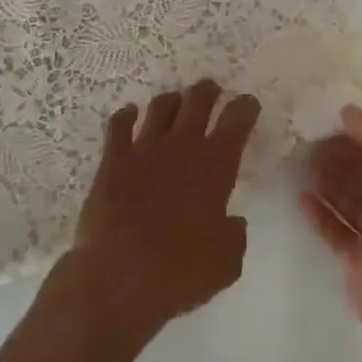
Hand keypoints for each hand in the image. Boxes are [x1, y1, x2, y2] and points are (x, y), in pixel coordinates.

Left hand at [66, 80, 260, 341]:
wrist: (120, 273)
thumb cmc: (180, 271)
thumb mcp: (226, 263)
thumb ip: (234, 236)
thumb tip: (232, 222)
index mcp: (215, 166)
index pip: (236, 122)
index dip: (244, 108)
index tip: (248, 104)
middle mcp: (181, 146)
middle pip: (197, 102)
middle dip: (206, 92)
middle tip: (210, 89)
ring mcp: (144, 148)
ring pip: (161, 108)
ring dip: (171, 101)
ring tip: (175, 100)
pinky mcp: (113, 159)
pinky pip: (119, 125)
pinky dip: (126, 115)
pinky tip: (129, 114)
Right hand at [300, 106, 361, 330]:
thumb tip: (348, 112)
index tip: (334, 125)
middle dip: (342, 160)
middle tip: (312, 145)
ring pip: (352, 204)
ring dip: (329, 184)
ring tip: (303, 167)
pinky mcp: (361, 264)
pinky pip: (337, 232)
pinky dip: (321, 215)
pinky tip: (302, 199)